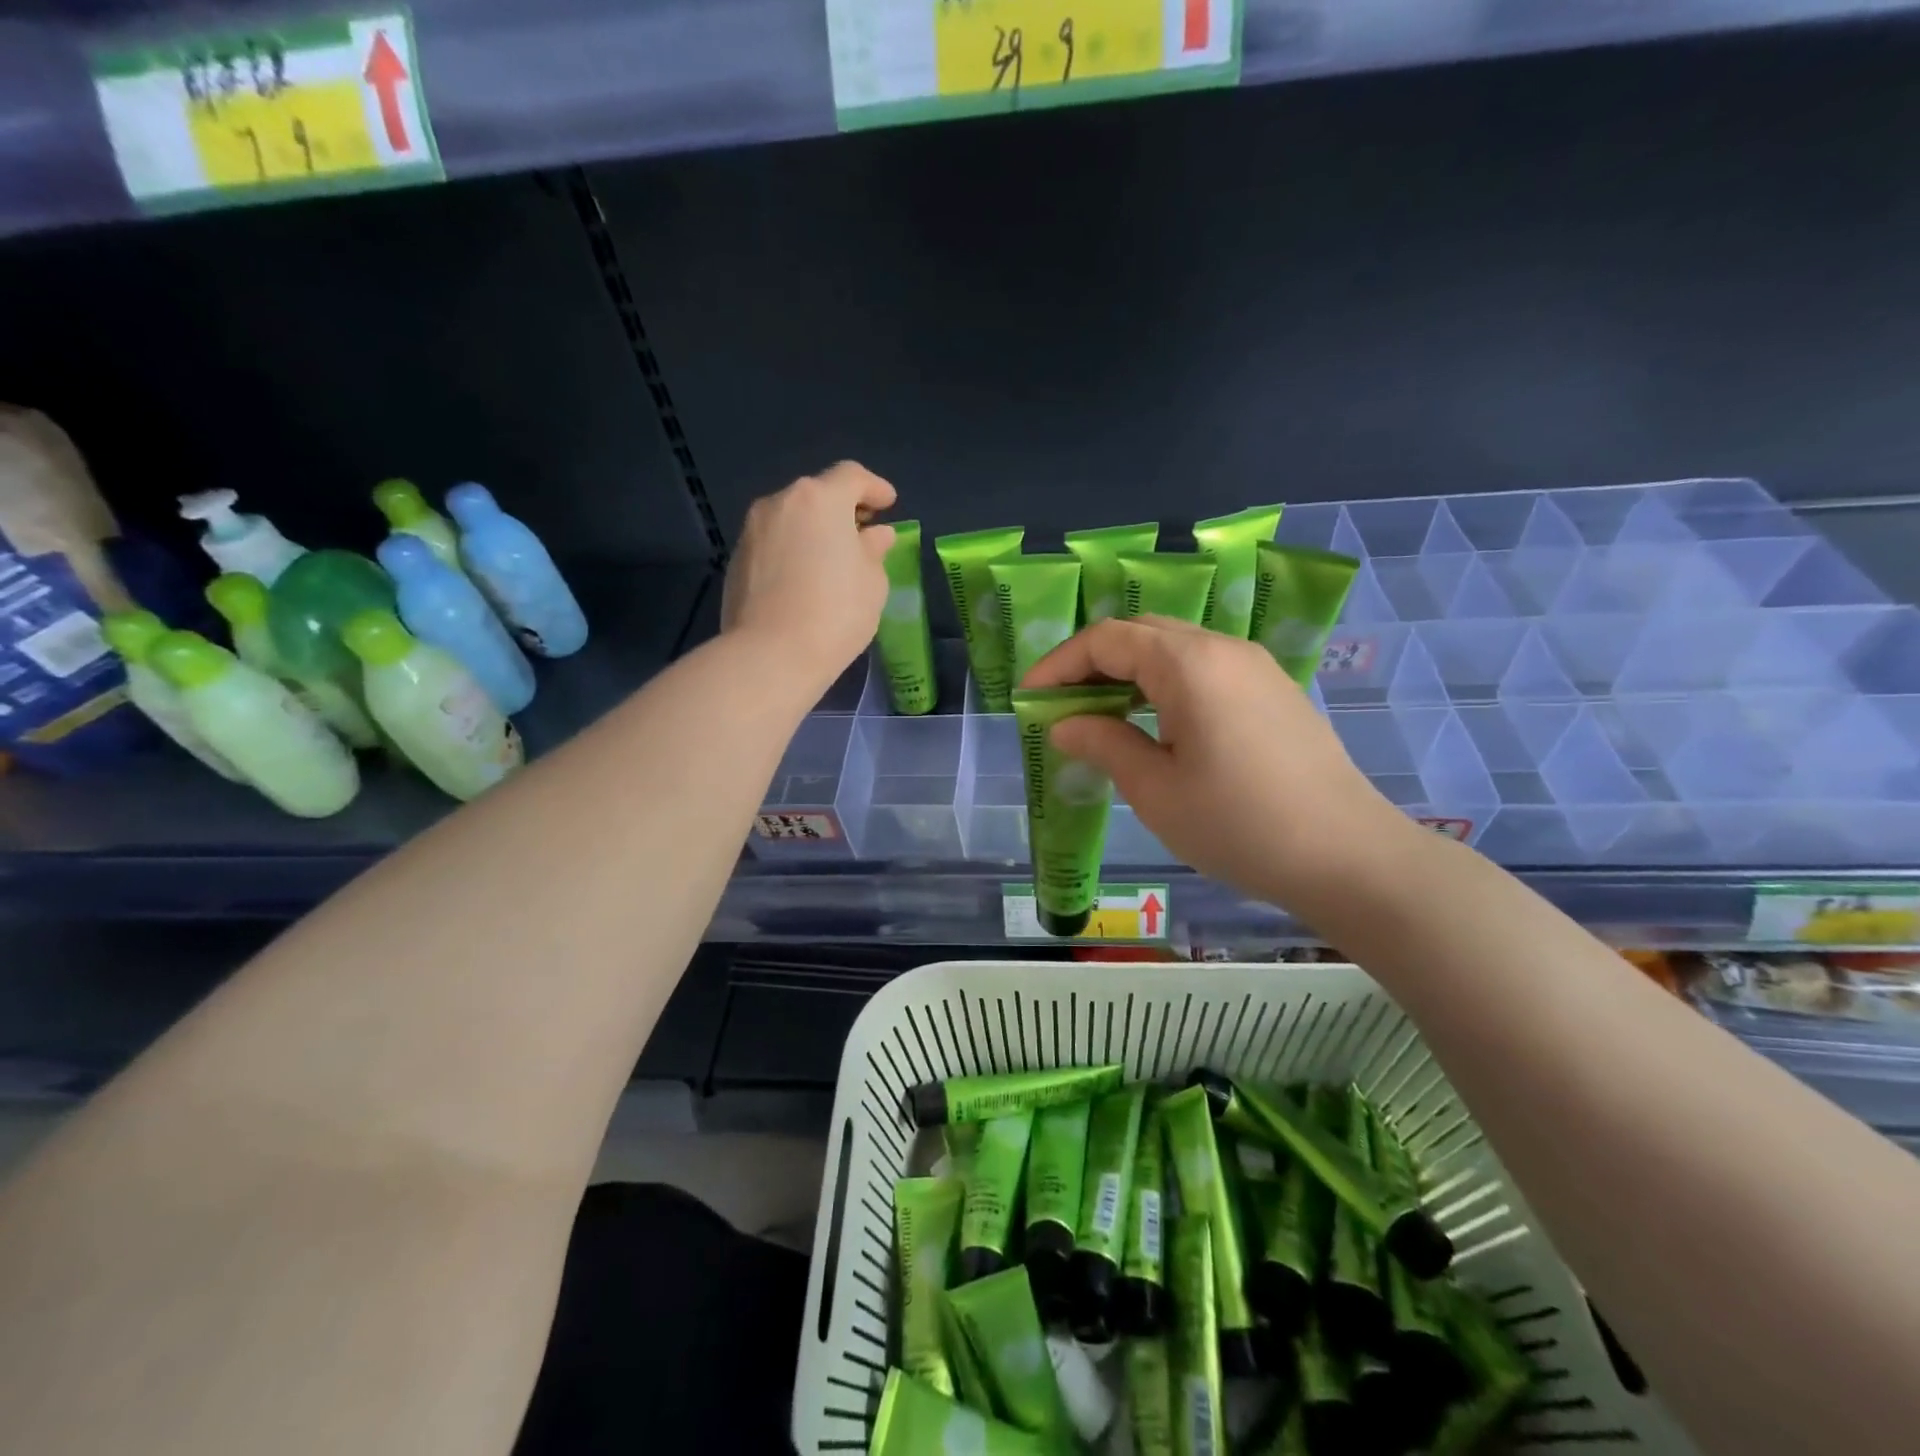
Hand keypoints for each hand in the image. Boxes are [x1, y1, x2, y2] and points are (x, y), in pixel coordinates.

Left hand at [722, 462, 896, 689]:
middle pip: (816, 495)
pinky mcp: (736, 560)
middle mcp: (780, 503)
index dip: (874, 487)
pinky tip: (804, 579)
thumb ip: (874, 550)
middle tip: (862, 533)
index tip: (889, 504)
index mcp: (819, 499)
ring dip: (813, 530)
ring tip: (831, 559)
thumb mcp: (872, 582)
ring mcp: (752, 531)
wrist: (770, 655)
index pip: (851, 476)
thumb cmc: (835, 613)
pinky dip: (792, 550)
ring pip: (791, 519)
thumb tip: (875, 535)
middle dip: (842, 509)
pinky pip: (773, 544)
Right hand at [1022, 616, 1419, 911]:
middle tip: (1060, 706)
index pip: (1107, 639)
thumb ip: (1103, 744)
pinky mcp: (1272, 691)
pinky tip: (1154, 725)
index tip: (1028, 699)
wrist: (1348, 856)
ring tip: (1099, 716)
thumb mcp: (1155, 790)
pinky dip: (1164, 684)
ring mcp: (1254, 667)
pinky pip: (1204, 668)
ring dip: (1128, 673)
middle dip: (1091, 663)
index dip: (1059, 664)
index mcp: (1189, 664)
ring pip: (1174, 648)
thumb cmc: (1238, 825)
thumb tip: (1064, 725)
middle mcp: (1222, 648)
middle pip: (1140, 633)